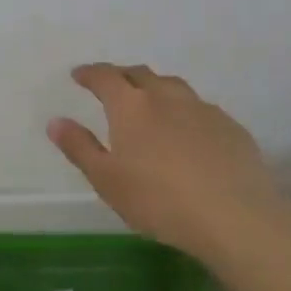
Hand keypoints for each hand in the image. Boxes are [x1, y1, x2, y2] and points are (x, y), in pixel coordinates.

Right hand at [47, 63, 290, 266]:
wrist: (235, 216)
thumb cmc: (159, 200)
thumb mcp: (107, 180)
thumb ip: (79, 147)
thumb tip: (55, 121)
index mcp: (131, 106)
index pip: (105, 76)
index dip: (90, 73)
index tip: (79, 75)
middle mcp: (166, 96)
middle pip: (139, 74)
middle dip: (121, 76)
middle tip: (111, 86)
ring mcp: (202, 108)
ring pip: (172, 87)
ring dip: (155, 89)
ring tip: (150, 104)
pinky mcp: (230, 126)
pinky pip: (199, 108)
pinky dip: (185, 112)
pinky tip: (188, 133)